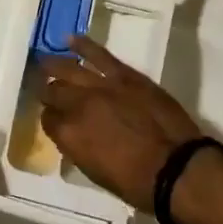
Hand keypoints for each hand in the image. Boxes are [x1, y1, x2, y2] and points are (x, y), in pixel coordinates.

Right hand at [37, 36, 203, 211]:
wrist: (177, 169)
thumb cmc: (136, 183)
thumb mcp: (95, 172)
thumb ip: (78, 147)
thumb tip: (73, 134)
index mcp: (68, 135)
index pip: (48, 120)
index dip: (50, 119)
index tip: (55, 120)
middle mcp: (77, 106)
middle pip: (53, 92)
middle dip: (49, 93)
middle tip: (47, 92)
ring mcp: (100, 86)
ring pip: (69, 69)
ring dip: (54, 66)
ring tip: (45, 62)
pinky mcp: (124, 75)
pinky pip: (99, 55)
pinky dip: (84, 45)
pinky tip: (71, 39)